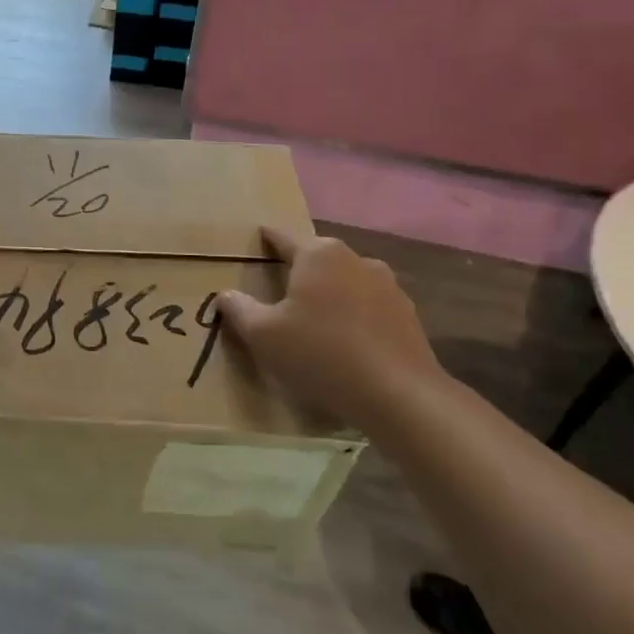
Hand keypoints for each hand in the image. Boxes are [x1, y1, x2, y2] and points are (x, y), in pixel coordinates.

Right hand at [217, 226, 444, 427]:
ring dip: (330, 293)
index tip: (256, 241)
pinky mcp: (407, 314)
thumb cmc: (320, 354)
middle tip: (280, 290)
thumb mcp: (263, 335)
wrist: (399, 395)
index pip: (282, 237)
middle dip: (299, 270)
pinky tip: (347, 342)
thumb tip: (225, 294)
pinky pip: (369, 307)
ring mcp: (387, 285)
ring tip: (316, 320)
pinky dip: (355, 316)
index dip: (266, 240)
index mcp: (318, 254)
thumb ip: (239, 309)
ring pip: (346, 281)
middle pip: (317, 258)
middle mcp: (354, 258)